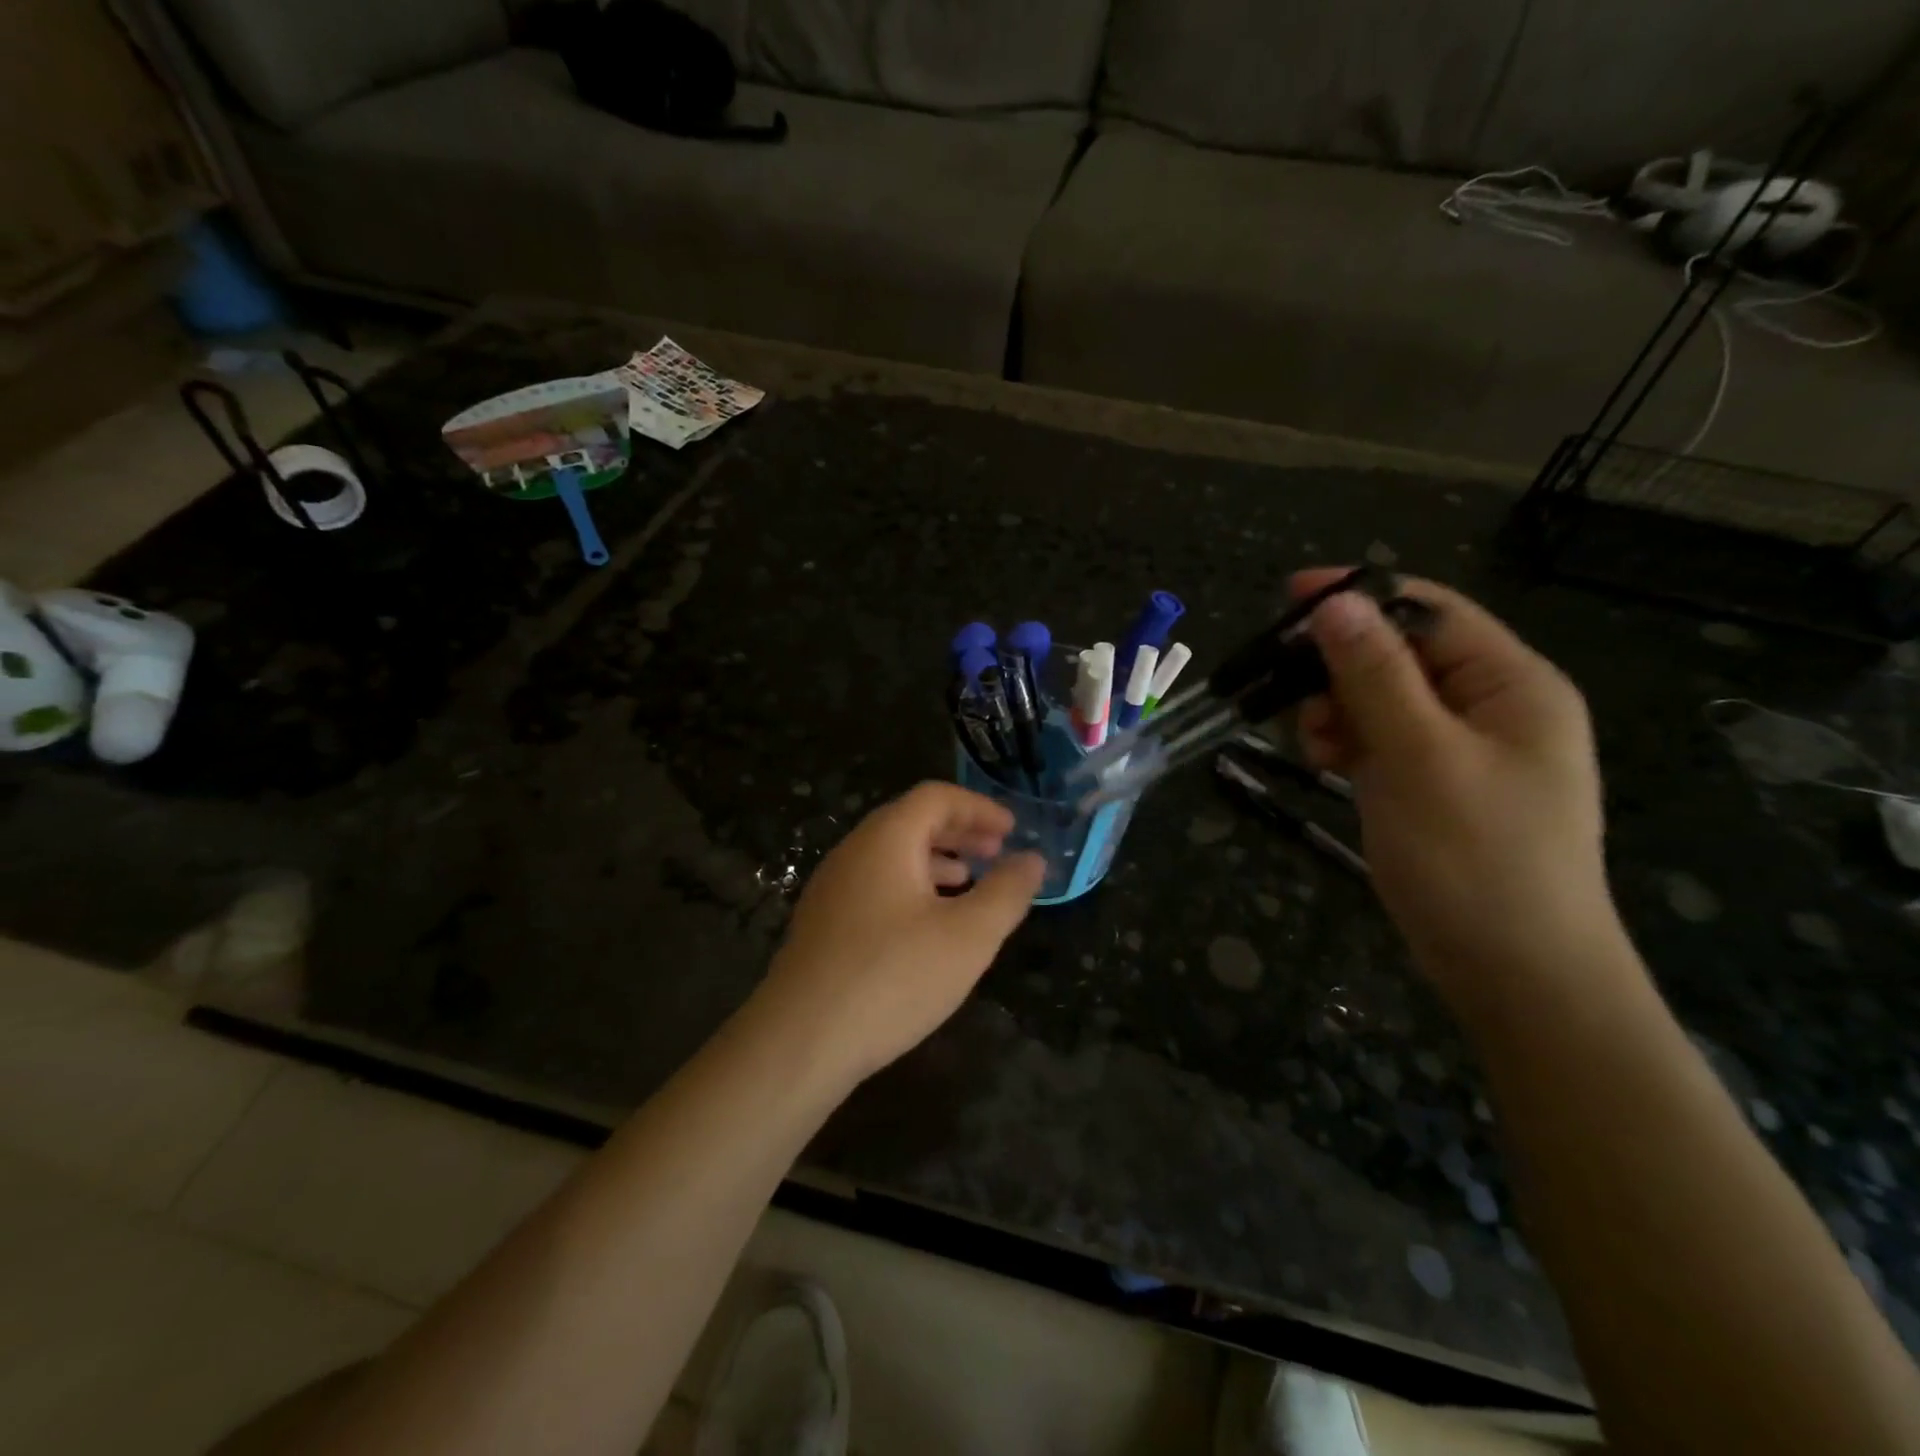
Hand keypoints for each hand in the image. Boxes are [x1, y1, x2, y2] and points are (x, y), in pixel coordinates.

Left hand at [750, 782, 1043, 1084]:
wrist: (799, 1041)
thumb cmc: (893, 977)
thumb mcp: (968, 936)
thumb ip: (1007, 892)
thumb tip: (1032, 859)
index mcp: (886, 839)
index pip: (935, 797)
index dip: (978, 807)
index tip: (1011, 831)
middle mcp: (853, 851)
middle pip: (911, 821)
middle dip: (959, 832)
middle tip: (996, 852)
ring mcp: (832, 887)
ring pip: (891, 855)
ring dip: (935, 860)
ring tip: (968, 883)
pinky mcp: (822, 923)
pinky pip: (875, 884)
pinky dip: (910, 887)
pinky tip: (927, 925)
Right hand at [1293, 570, 1618, 1005]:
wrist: (1514, 971)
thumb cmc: (1474, 857)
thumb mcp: (1419, 756)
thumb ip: (1376, 675)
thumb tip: (1335, 603)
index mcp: (1511, 683)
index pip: (1428, 611)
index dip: (1358, 597)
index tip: (1287, 598)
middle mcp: (1490, 704)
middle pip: (1399, 653)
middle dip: (1339, 667)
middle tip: (1289, 694)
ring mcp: (1461, 747)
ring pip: (1381, 698)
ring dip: (1338, 708)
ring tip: (1315, 745)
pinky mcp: (1433, 782)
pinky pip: (1381, 739)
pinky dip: (1348, 742)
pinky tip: (1328, 763)